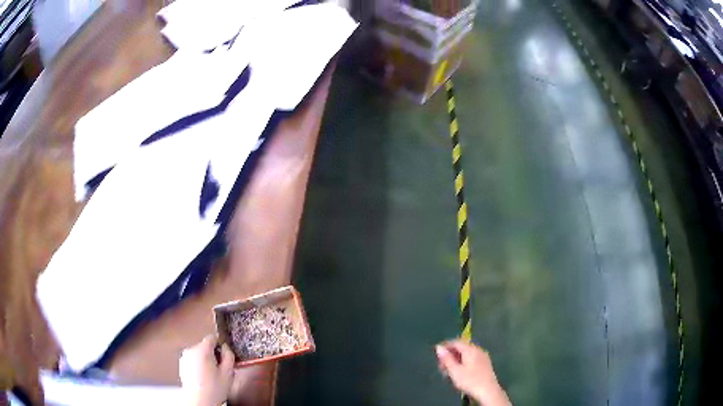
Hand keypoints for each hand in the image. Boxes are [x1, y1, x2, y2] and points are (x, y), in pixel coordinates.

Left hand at [179, 335, 234, 405]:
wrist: (199, 401)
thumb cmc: (214, 389)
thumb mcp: (228, 373)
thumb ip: (229, 356)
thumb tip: (226, 347)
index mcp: (202, 350)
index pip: (212, 337)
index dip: (220, 344)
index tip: (225, 354)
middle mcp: (191, 350)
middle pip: (205, 346)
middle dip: (213, 354)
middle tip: (220, 368)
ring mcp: (184, 357)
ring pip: (199, 353)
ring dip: (205, 359)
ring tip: (212, 374)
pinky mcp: (182, 364)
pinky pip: (193, 359)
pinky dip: (199, 364)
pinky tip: (204, 377)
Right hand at [436, 340, 510, 405]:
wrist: (488, 390)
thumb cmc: (470, 380)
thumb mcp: (454, 371)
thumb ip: (446, 359)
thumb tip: (439, 347)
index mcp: (471, 349)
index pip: (456, 342)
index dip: (445, 346)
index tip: (436, 354)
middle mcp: (478, 350)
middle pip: (461, 348)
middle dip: (450, 355)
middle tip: (441, 366)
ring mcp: (483, 356)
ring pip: (466, 354)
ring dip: (456, 360)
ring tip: (449, 371)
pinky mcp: (485, 363)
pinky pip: (472, 359)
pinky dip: (463, 363)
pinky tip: (460, 372)